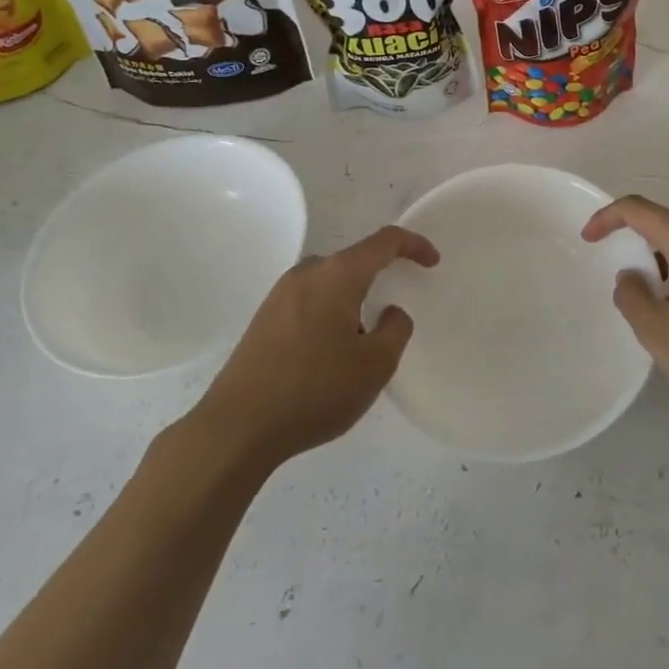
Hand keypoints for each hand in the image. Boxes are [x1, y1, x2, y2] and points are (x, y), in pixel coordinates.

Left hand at [192, 226, 436, 471]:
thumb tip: (390, 313)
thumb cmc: (314, 390)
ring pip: (330, 284)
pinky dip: (329, 314)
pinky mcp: (263, 319)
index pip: (384, 241)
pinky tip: (327, 355)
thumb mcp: (374, 366)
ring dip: (352, 301)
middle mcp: (307, 273)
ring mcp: (280, 294)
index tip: (432, 262)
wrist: (237, 427)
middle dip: (379, 279)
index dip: (414, 245)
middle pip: (354, 262)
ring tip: (360, 343)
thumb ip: (395, 330)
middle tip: (393, 315)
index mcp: (337, 274)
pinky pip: (309, 302)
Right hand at [583, 195, 668, 442]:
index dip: (607, 218)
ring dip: (661, 264)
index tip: (587, 240)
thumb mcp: (658, 331)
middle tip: (619, 281)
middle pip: (664, 224)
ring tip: (649, 305)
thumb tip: (632, 276)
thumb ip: (631, 295)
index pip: (638, 209)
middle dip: (635, 245)